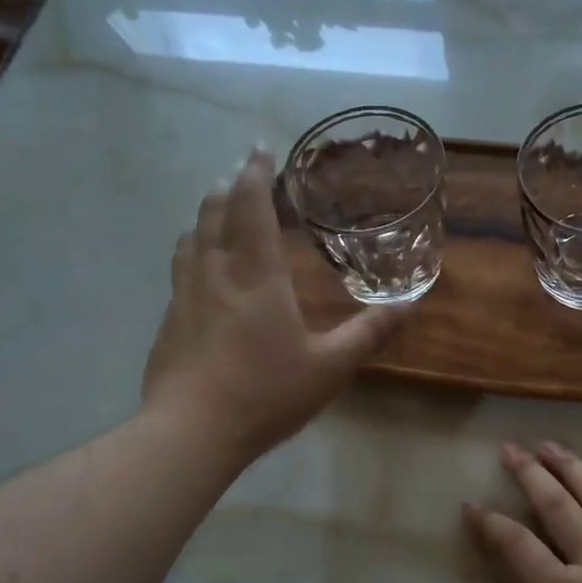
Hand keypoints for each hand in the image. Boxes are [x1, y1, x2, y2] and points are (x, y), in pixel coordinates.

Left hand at [143, 151, 405, 461]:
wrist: (191, 432)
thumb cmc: (265, 393)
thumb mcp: (330, 367)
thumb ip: (369, 333)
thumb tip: (411, 304)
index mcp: (256, 275)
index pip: (250, 205)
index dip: (256, 173)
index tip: (261, 149)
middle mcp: (215, 272)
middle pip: (213, 212)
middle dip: (231, 186)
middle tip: (245, 174)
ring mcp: (185, 295)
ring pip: (190, 237)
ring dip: (207, 215)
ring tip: (221, 211)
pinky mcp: (169, 320)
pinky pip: (181, 268)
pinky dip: (194, 250)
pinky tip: (202, 270)